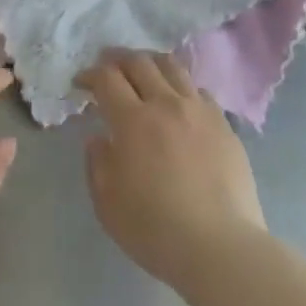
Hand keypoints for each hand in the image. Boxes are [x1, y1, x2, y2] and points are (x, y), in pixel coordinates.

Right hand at [77, 52, 267, 300]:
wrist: (220, 246)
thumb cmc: (155, 229)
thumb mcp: (107, 203)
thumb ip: (97, 163)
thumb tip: (99, 138)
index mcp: (133, 121)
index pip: (107, 79)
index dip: (90, 74)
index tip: (81, 82)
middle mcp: (166, 104)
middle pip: (139, 62)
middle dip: (118, 59)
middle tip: (108, 68)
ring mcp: (199, 111)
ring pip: (173, 66)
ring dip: (151, 63)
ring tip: (143, 72)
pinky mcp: (224, 124)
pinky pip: (199, 90)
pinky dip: (181, 86)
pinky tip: (178, 101)